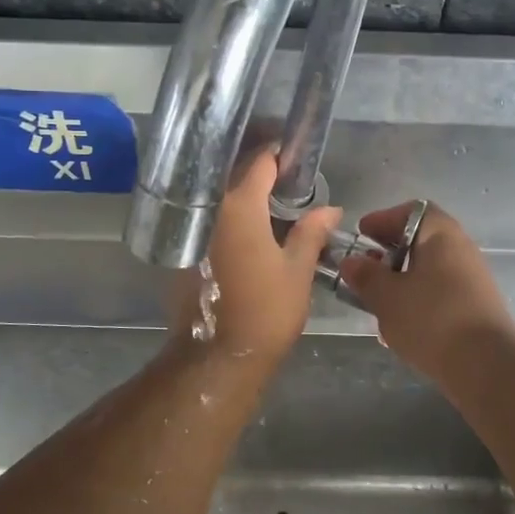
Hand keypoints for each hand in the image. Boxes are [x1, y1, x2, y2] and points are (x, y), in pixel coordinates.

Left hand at [169, 150, 342, 368]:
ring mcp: (192, 230)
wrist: (217, 357)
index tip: (296, 157)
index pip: (260, 163)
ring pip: (218, 197)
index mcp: (239, 206)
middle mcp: (209, 209)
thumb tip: (330, 208)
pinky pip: (208, 218)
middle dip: (260, 172)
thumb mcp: (297, 270)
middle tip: (288, 179)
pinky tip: (248, 227)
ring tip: (271, 201)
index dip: (280, 156)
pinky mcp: (184, 250)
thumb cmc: (265, 311)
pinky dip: (227, 215)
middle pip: (234, 175)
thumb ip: (311, 232)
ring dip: (241, 194)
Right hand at [338, 203, 514, 381]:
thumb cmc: (431, 319)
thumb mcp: (387, 296)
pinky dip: (417, 301)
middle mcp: (461, 250)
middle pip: (421, 240)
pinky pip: (439, 294)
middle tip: (364, 271)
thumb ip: (365, 276)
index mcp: (441, 235)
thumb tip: (351, 262)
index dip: (384, 220)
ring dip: (401, 281)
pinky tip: (401, 325)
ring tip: (377, 302)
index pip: (412, 211)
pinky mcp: (475, 308)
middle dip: (389, 254)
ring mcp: (472, 280)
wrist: (486, 366)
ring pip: (429, 270)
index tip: (361, 236)